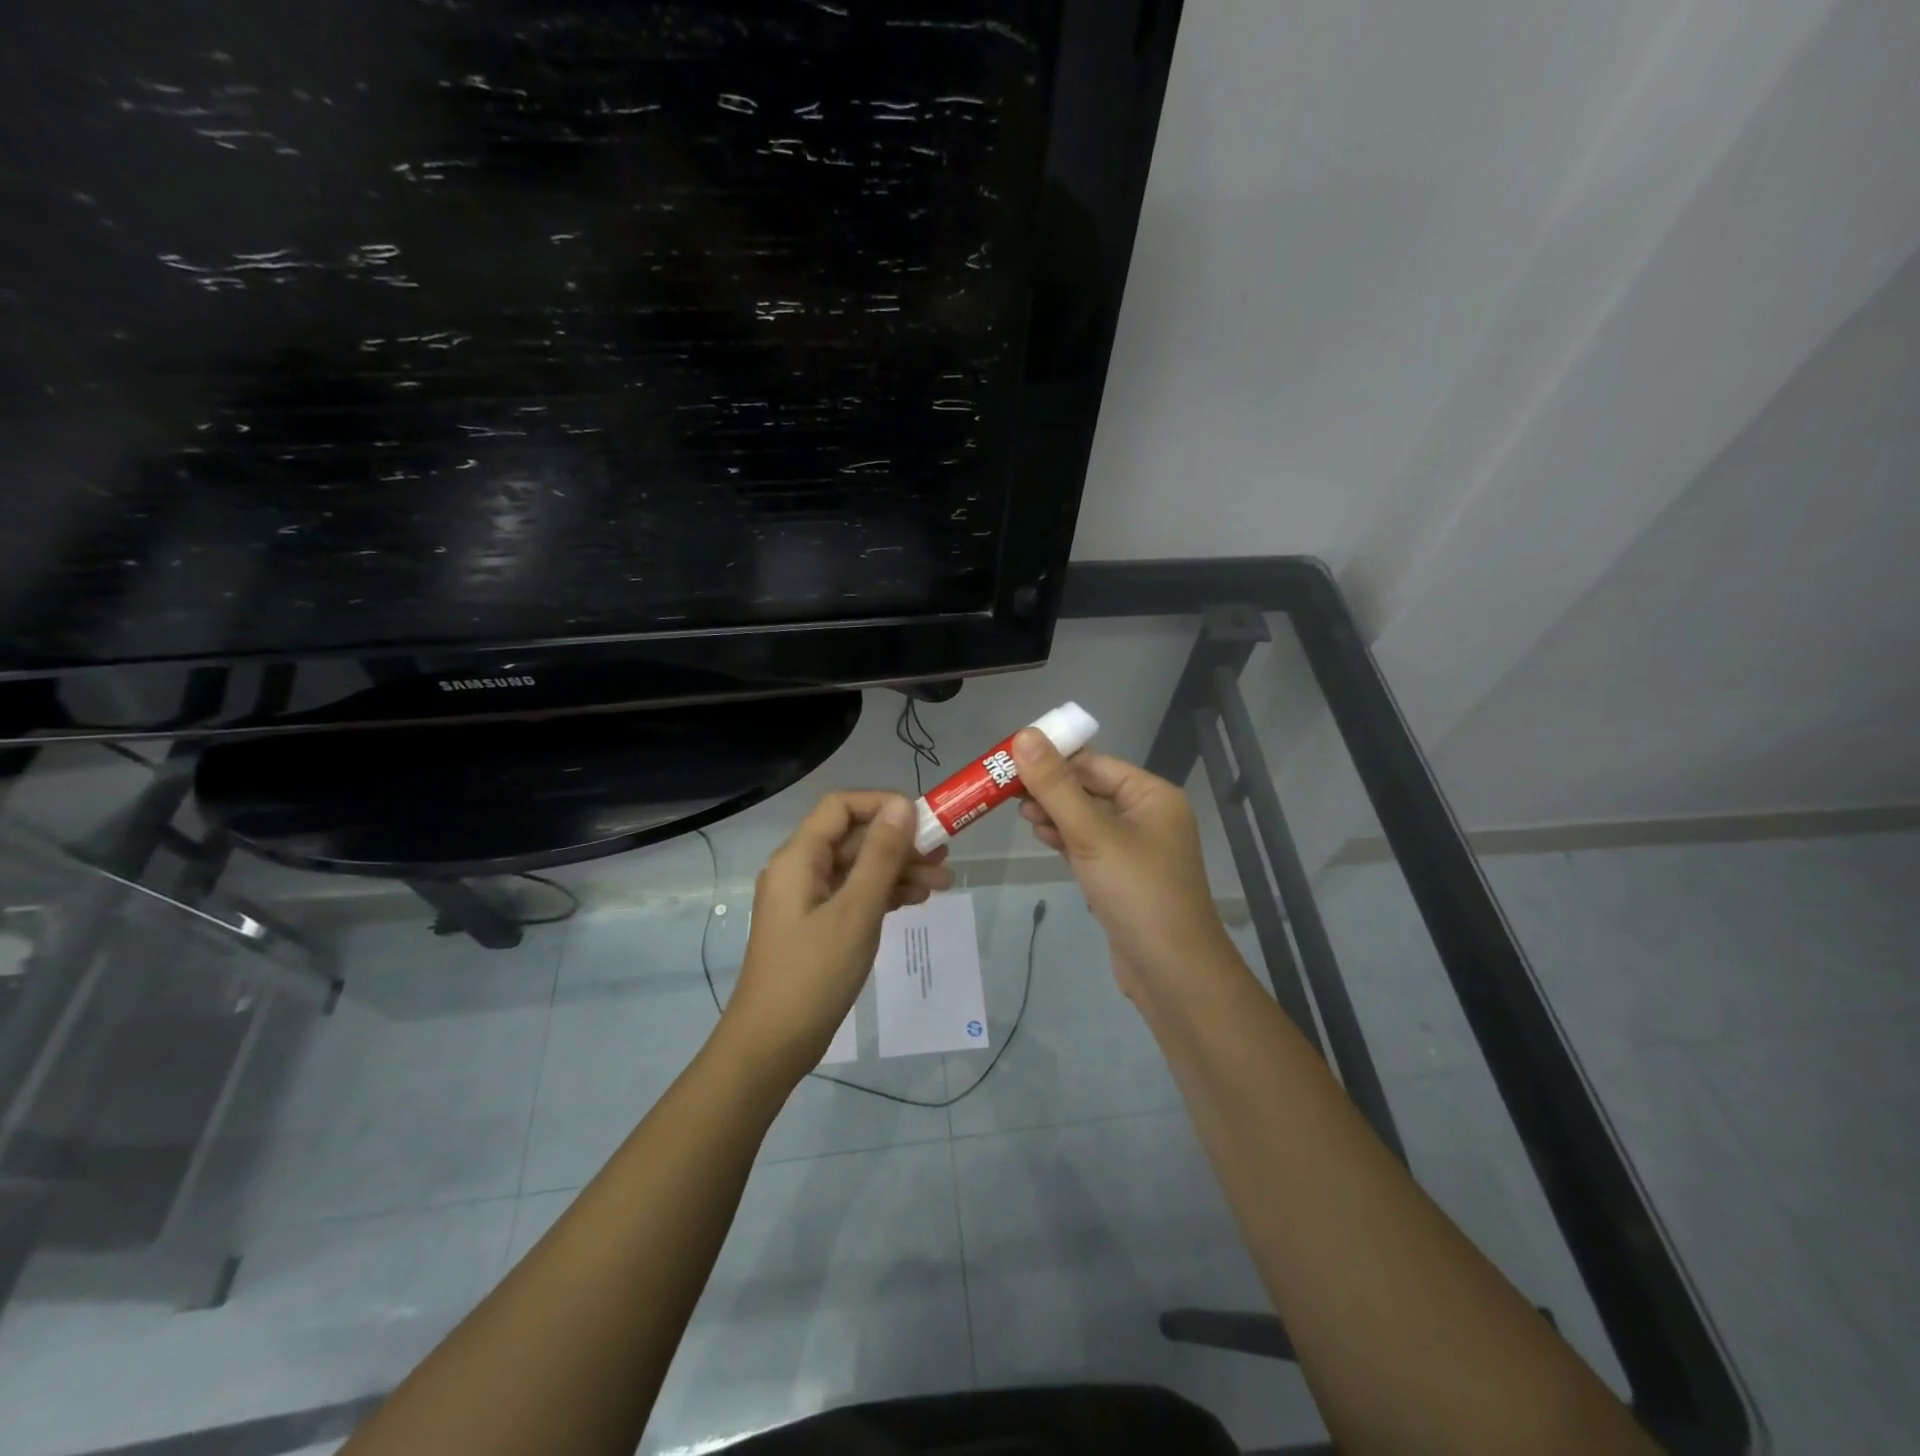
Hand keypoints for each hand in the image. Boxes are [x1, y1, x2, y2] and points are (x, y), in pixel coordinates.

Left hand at [720, 792, 953, 1085]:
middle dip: (900, 844)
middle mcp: (800, 869)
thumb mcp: (856, 911)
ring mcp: (807, 899)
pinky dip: (883, 894)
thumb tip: (903, 805)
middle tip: (945, 858)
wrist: (771, 1046)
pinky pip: (853, 894)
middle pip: (854, 838)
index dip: (882, 805)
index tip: (923, 821)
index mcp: (799, 857)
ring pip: (858, 868)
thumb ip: (880, 856)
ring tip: (943, 886)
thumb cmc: (813, 975)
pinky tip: (915, 901)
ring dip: (898, 871)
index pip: (841, 807)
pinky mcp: (816, 924)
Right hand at [1013, 730, 1235, 1000]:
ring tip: (1021, 816)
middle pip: (1090, 789)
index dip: (1052, 760)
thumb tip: (1025, 735)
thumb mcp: (1091, 833)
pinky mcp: (1125, 877)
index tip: (1009, 763)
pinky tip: (1044, 839)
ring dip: (1055, 815)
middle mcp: (1149, 815)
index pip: (1094, 764)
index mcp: (1151, 795)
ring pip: (1088, 819)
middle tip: (1007, 792)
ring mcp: (1138, 849)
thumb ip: (1055, 786)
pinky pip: (1091, 846)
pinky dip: (1067, 840)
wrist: (1171, 971)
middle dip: (1051, 790)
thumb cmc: (1136, 891)